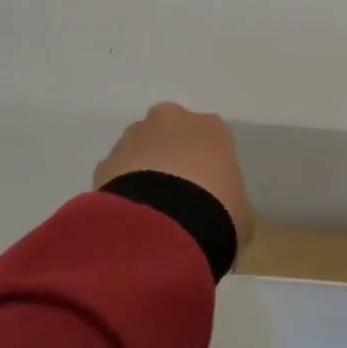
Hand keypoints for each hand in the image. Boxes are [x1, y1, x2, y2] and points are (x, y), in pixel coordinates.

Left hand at [94, 102, 255, 248]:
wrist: (165, 227)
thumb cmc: (217, 212)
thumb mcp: (241, 212)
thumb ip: (230, 202)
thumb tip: (222, 211)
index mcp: (212, 128)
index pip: (212, 139)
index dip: (208, 165)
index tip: (208, 191)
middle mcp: (172, 120)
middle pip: (171, 134)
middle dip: (171, 157)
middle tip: (176, 196)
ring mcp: (134, 137)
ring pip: (140, 149)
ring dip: (143, 171)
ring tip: (149, 211)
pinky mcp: (105, 161)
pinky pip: (117, 173)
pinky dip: (122, 190)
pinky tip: (130, 218)